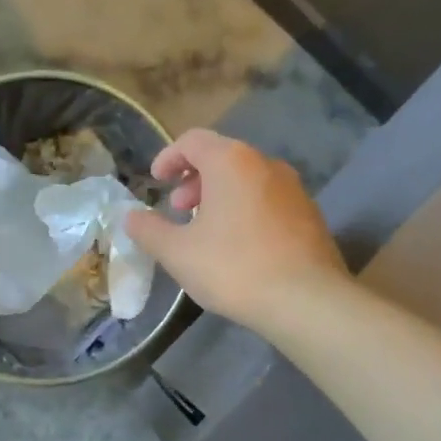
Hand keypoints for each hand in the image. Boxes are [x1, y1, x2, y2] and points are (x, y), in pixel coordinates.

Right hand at [124, 130, 346, 328]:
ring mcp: (293, 188)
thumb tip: (130, 217)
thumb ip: (149, 230)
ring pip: (246, 179)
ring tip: (206, 230)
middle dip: (193, 179)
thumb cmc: (233, 267)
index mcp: (231, 161)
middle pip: (222, 157)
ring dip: (219, 196)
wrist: (306, 300)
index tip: (156, 181)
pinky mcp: (309, 214)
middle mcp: (265, 164)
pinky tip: (238, 246)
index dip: (168, 157)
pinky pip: (267, 199)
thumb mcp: (177, 253)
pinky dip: (245, 209)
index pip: (192, 140)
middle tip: (178, 209)